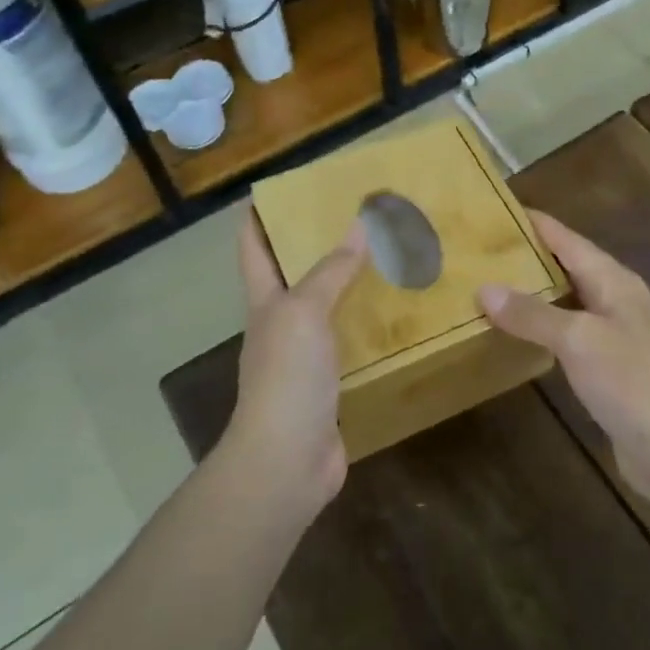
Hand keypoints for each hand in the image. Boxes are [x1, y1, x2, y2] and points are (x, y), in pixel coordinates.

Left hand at [231, 213, 367, 515]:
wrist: (287, 460)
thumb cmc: (286, 376)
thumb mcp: (304, 312)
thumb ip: (330, 271)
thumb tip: (357, 225)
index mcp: (265, 303)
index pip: (253, 250)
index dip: (256, 218)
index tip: (274, 189)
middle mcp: (281, 326)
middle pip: (293, 277)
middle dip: (313, 246)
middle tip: (353, 216)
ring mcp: (305, 359)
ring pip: (328, 310)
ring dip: (349, 287)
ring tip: (386, 258)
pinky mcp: (331, 385)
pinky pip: (352, 344)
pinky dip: (369, 327)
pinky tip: (397, 317)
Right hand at [479, 211, 649, 507]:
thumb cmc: (631, 381)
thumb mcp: (578, 340)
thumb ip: (532, 313)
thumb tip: (484, 288)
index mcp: (614, 281)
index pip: (568, 239)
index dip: (536, 223)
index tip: (497, 210)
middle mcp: (617, 299)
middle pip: (569, 265)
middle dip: (530, 256)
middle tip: (483, 250)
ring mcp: (616, 334)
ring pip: (569, 300)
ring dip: (535, 292)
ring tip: (492, 286)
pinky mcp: (610, 367)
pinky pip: (570, 333)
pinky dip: (544, 327)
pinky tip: (520, 334)